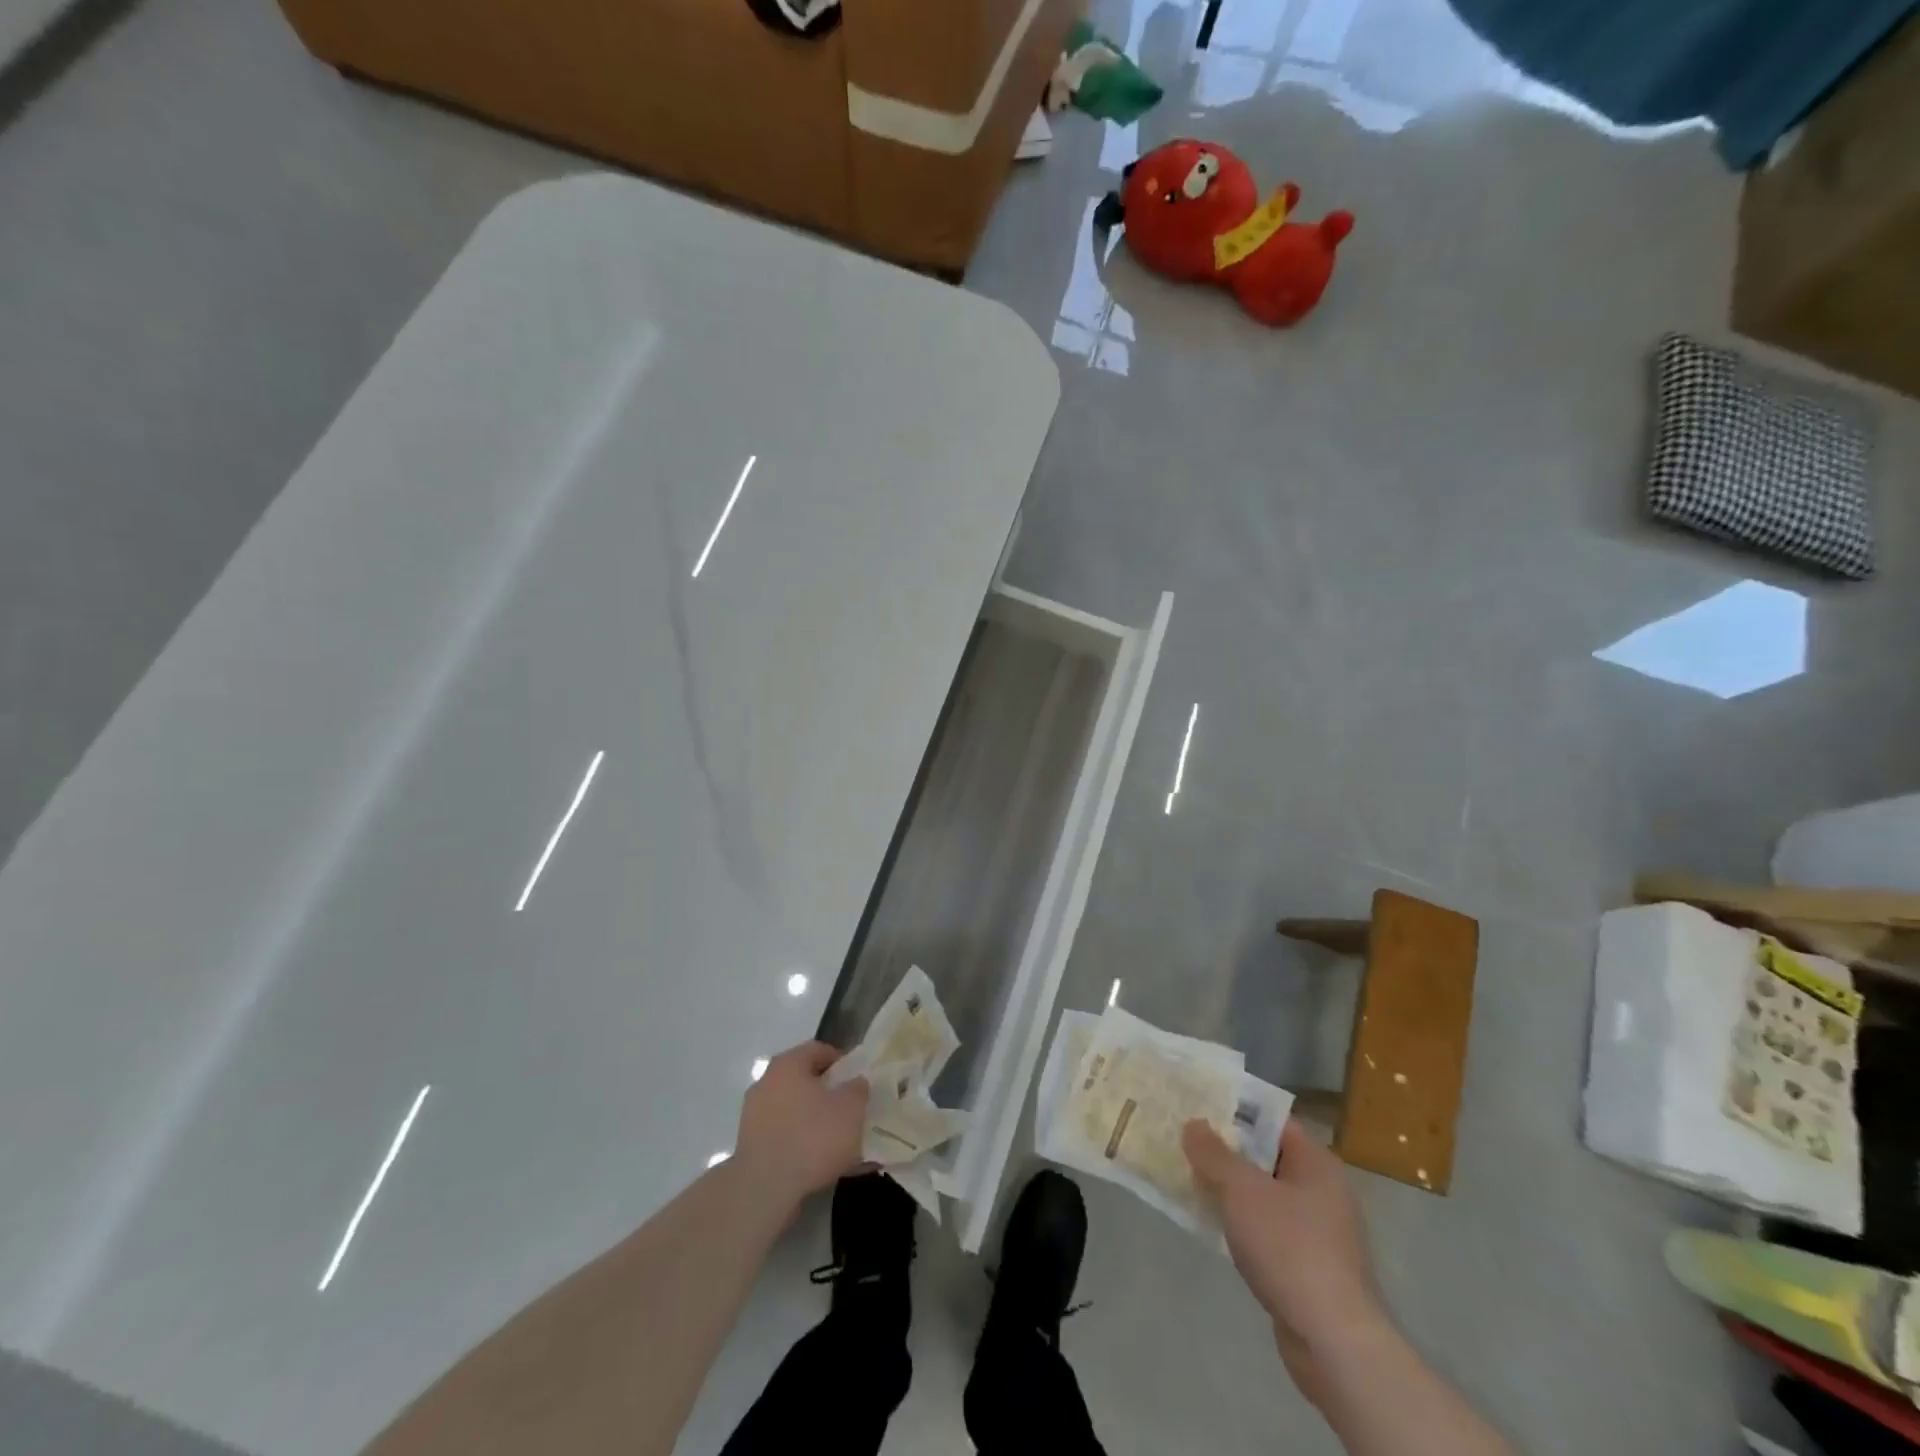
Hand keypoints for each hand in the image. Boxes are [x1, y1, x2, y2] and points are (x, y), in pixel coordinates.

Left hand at [732, 1042, 868, 1213]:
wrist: (765, 1189)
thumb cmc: (812, 1137)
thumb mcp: (851, 1109)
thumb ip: (858, 1089)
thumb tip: (856, 1083)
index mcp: (788, 1064)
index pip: (818, 1049)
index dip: (842, 1061)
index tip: (858, 1078)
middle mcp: (766, 1083)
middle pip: (803, 1079)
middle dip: (827, 1092)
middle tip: (849, 1108)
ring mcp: (753, 1116)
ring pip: (793, 1109)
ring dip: (814, 1120)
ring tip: (838, 1141)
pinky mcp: (749, 1146)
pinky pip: (783, 1135)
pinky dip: (801, 1143)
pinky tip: (820, 1162)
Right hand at [1184, 1117, 1388, 1405]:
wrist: (1334, 1342)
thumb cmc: (1290, 1249)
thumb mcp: (1242, 1191)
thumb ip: (1214, 1154)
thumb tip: (1194, 1124)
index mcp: (1316, 1163)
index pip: (1272, 1121)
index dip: (1234, 1112)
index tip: (1197, 1109)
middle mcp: (1323, 1190)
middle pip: (1266, 1158)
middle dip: (1226, 1152)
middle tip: (1185, 1143)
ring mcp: (1319, 1232)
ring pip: (1264, 1196)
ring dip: (1231, 1191)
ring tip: (1190, 1180)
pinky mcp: (1310, 1268)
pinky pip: (1268, 1231)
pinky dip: (1242, 1225)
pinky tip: (1213, 1227)